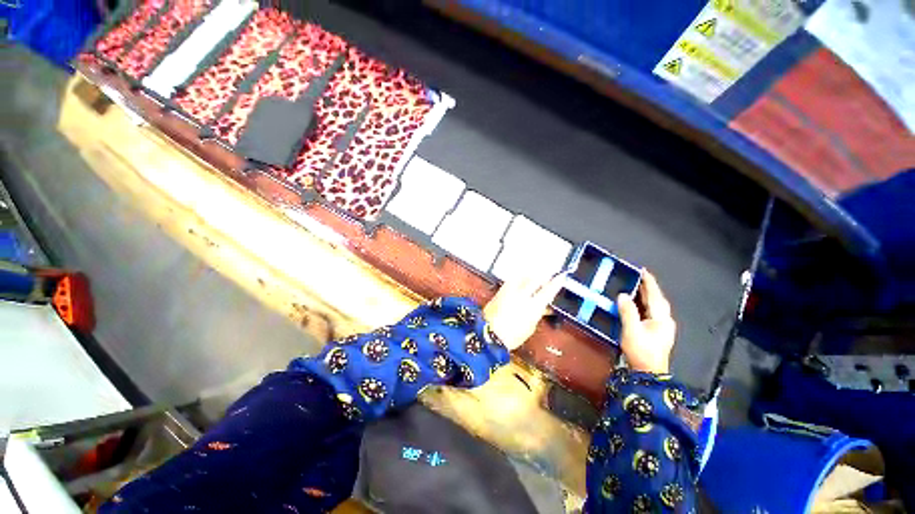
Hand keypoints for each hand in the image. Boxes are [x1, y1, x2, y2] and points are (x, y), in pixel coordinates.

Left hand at [483, 272, 566, 350]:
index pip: (548, 290)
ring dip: (532, 275)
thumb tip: (543, 306)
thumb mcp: (530, 326)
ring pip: (524, 276)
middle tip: (550, 273)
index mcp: (532, 307)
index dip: (556, 282)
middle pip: (536, 278)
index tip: (562, 276)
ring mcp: (510, 290)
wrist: (489, 333)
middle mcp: (522, 295)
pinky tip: (522, 281)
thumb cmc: (512, 335)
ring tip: (536, 276)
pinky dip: (520, 278)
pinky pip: (514, 279)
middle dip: (544, 275)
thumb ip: (538, 312)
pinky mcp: (501, 290)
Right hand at [617, 271, 675, 373]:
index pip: (655, 295)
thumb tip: (623, 295)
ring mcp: (663, 327)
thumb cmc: (641, 351)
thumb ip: (628, 311)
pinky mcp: (658, 332)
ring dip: (648, 295)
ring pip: (656, 305)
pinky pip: (652, 311)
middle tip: (638, 276)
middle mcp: (665, 320)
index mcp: (661, 318)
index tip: (643, 270)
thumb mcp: (632, 330)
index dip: (649, 282)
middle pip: (658, 299)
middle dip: (649, 287)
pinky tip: (639, 303)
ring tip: (638, 286)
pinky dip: (646, 303)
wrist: (649, 373)